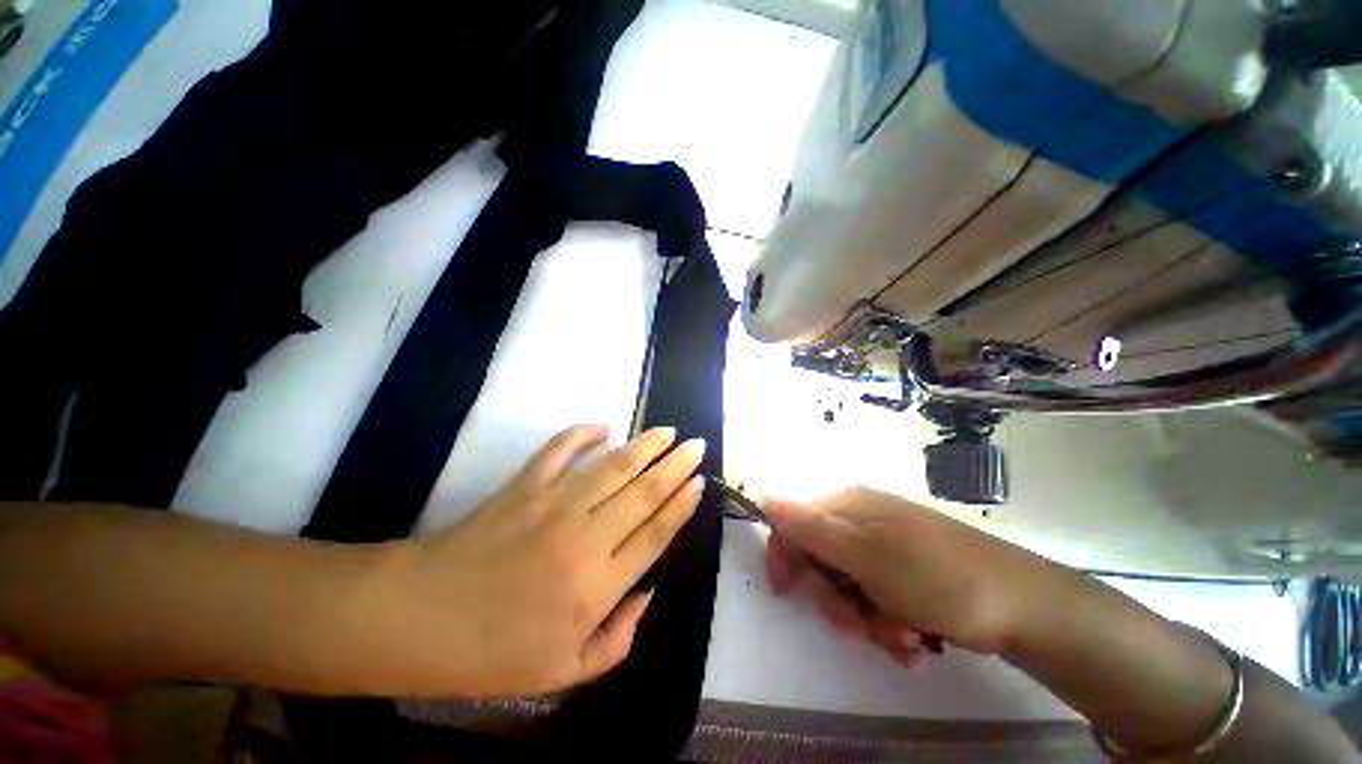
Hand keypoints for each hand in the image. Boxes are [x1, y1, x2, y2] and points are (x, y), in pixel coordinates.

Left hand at [358, 425, 705, 696]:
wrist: (418, 619)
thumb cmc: (492, 654)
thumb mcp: (564, 673)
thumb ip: (618, 641)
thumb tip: (648, 593)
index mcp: (598, 586)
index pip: (656, 533)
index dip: (682, 504)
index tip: (700, 481)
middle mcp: (585, 536)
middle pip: (644, 492)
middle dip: (677, 465)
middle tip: (698, 445)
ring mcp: (554, 503)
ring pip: (614, 466)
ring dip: (645, 445)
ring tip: (669, 431)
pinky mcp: (525, 484)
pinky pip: (561, 448)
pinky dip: (583, 433)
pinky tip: (604, 426)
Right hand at [764, 487, 1041, 658]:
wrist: (1023, 607)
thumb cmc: (936, 576)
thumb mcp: (865, 554)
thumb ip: (811, 528)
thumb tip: (764, 498)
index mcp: (849, 506)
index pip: (794, 521)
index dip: (785, 555)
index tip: (786, 591)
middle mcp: (863, 522)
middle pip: (820, 558)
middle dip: (834, 598)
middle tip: (858, 622)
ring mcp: (886, 548)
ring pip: (847, 586)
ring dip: (864, 617)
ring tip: (897, 636)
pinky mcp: (906, 573)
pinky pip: (875, 598)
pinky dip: (886, 622)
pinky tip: (910, 638)